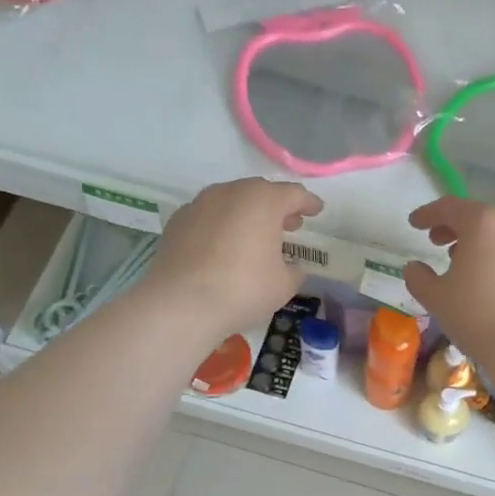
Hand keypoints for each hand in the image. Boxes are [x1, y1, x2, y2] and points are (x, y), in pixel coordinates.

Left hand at [144, 178, 323, 337]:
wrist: (181, 303)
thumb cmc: (242, 289)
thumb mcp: (283, 285)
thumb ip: (294, 270)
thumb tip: (291, 267)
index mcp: (263, 201)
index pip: (294, 194)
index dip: (308, 203)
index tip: (316, 210)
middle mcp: (230, 192)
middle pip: (260, 192)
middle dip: (277, 207)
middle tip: (289, 225)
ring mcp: (200, 204)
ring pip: (231, 201)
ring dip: (247, 214)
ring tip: (255, 235)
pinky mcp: (177, 221)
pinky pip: (208, 216)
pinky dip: (221, 225)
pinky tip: (223, 245)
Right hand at [403, 197, 494, 359]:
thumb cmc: (476, 315)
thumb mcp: (435, 297)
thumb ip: (419, 277)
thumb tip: (414, 267)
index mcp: (483, 225)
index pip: (450, 207)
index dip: (428, 213)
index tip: (414, 224)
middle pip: (479, 218)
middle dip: (455, 227)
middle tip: (436, 242)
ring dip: (479, 245)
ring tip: (462, 264)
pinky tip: (490, 285)